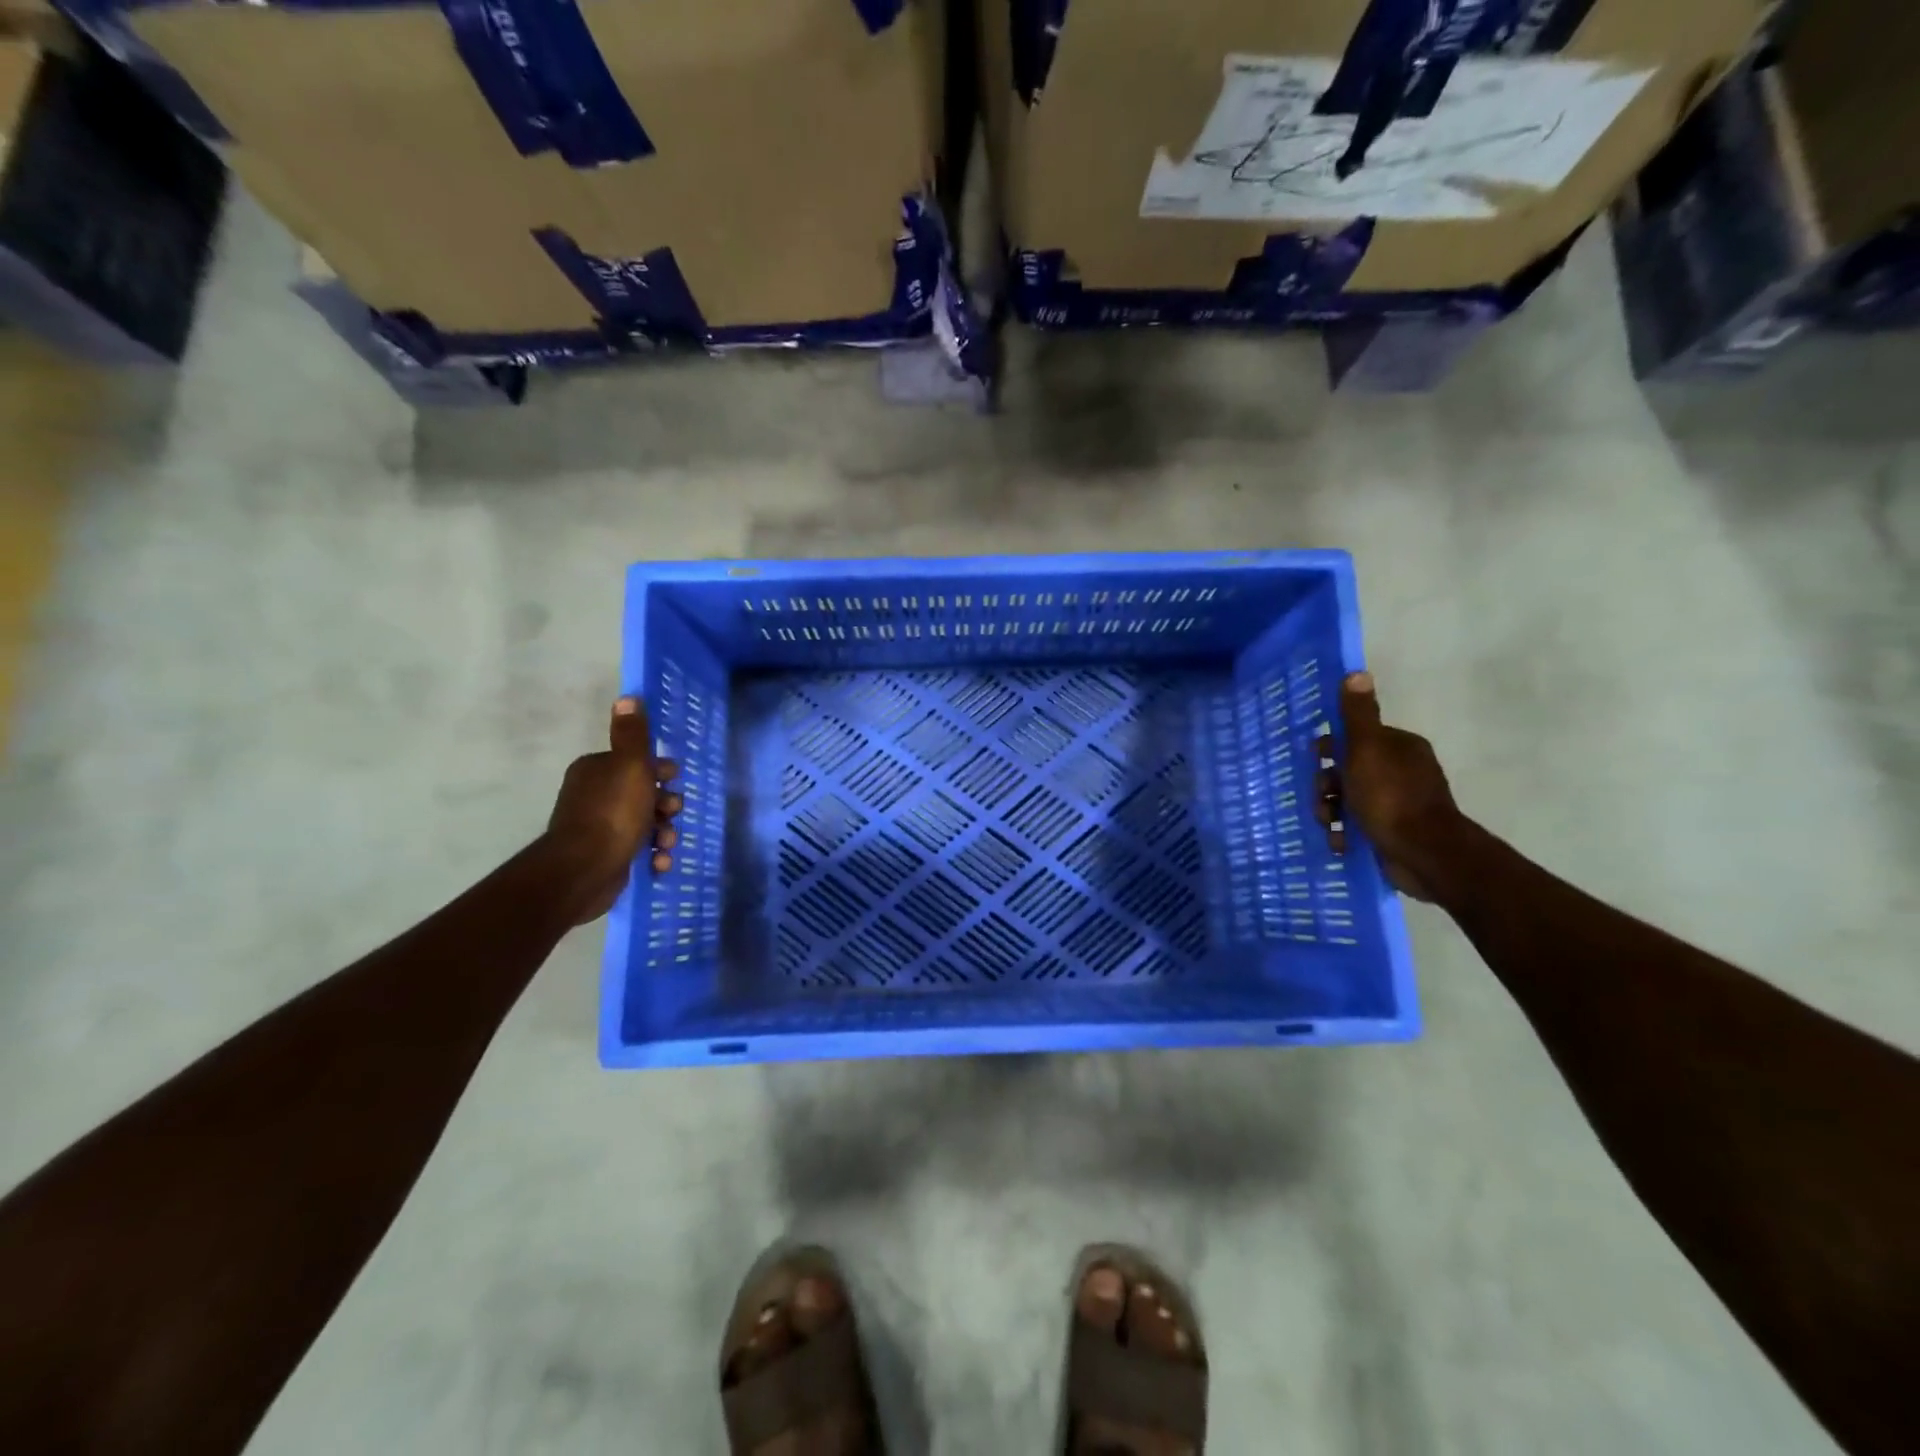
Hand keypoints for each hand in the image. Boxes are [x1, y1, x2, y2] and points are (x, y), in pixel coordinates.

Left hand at [544, 698, 680, 923]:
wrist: (584, 870)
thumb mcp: (630, 765)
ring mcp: (598, 828)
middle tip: (672, 814)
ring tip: (666, 844)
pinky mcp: (605, 856)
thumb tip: (628, 697)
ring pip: (644, 823)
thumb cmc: (613, 812)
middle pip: (643, 793)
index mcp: (596, 770)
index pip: (635, 762)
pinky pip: (638, 850)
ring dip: (663, 832)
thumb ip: (632, 734)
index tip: (674, 781)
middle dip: (665, 805)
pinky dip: (652, 855)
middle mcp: (594, 795)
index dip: (660, 771)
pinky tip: (659, 862)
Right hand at [1316, 672, 1463, 900]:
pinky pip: (1358, 826)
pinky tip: (1341, 842)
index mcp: (1399, 747)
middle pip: (1347, 771)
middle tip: (1323, 802)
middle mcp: (1401, 771)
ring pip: (1348, 800)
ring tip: (1330, 827)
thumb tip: (1357, 673)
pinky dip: (1345, 834)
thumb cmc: (1390, 796)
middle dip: (1327, 787)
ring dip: (1331, 813)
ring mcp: (1398, 804)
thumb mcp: (1366, 749)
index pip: (1354, 739)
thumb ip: (1358, 715)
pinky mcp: (1393, 832)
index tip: (1318, 763)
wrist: (1424, 853)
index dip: (1331, 750)